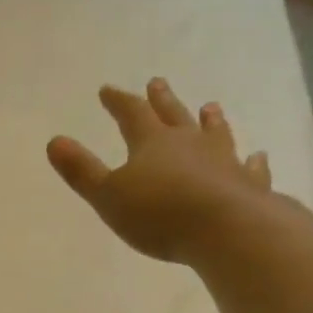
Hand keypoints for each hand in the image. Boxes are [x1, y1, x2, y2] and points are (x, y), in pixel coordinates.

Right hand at [47, 78, 281, 264]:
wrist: (225, 229)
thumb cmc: (159, 214)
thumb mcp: (108, 195)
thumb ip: (82, 170)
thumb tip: (54, 141)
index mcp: (152, 143)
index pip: (132, 114)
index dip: (119, 102)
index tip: (107, 89)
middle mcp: (190, 143)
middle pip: (173, 115)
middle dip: (162, 100)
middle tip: (157, 82)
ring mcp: (224, 161)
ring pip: (215, 134)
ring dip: (210, 121)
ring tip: (209, 108)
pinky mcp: (249, 185)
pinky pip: (250, 168)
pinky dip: (252, 161)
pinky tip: (257, 156)